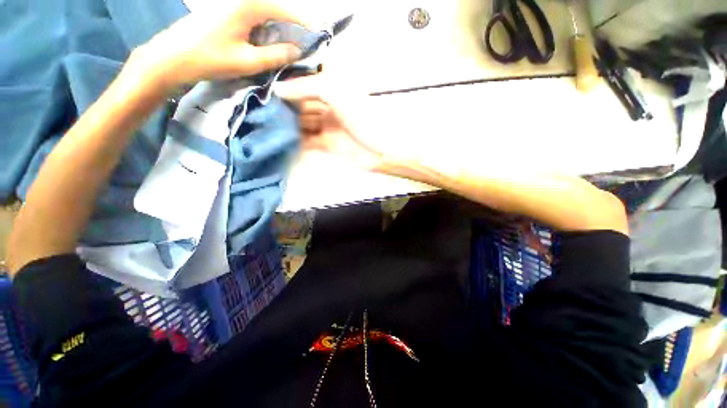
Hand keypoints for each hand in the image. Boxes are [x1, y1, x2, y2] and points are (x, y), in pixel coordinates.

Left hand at [136, 0, 310, 89]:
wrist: (170, 58)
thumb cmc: (210, 59)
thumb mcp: (248, 61)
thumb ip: (276, 55)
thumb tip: (297, 51)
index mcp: (247, 6)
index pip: (284, 10)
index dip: (302, 23)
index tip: (315, 36)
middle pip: (273, 10)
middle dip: (290, 27)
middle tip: (301, 46)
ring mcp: (229, 4)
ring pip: (262, 14)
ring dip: (276, 29)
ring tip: (286, 48)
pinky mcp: (222, 12)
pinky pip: (250, 18)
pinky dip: (263, 30)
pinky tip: (265, 44)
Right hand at [276, 74, 388, 170]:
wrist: (378, 150)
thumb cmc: (361, 117)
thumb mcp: (334, 91)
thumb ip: (305, 86)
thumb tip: (277, 89)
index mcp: (334, 88)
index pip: (306, 79)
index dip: (289, 80)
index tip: (267, 82)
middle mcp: (329, 105)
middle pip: (302, 102)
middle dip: (285, 104)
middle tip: (262, 105)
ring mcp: (327, 126)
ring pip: (303, 121)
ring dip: (287, 122)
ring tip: (266, 121)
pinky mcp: (326, 144)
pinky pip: (307, 140)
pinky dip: (295, 140)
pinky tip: (280, 138)